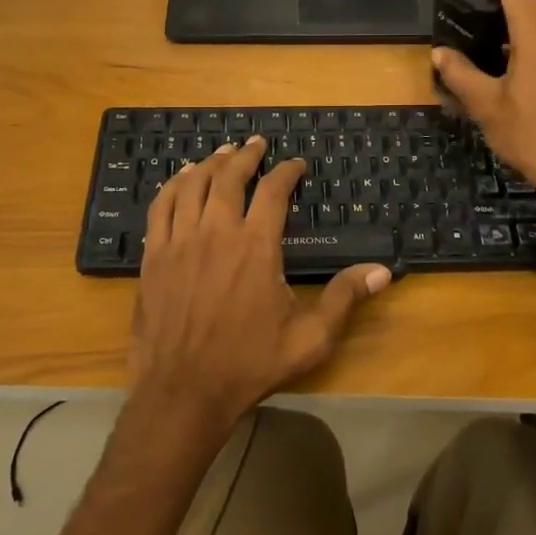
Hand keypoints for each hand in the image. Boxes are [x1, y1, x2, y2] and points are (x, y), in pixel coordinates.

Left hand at [131, 137, 391, 433]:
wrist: (183, 391)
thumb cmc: (249, 365)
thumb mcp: (309, 338)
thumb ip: (344, 298)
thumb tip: (382, 271)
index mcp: (256, 246)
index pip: (274, 191)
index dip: (287, 171)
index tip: (296, 164)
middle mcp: (217, 232)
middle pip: (230, 177)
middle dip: (246, 155)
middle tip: (256, 143)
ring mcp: (180, 241)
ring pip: (194, 185)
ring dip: (210, 163)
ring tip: (222, 152)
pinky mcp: (153, 255)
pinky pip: (161, 206)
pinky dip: (174, 185)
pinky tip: (182, 179)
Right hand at [431, 0, 535, 203]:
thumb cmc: (532, 136)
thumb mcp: (487, 107)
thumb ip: (461, 75)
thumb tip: (440, 53)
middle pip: (529, 11)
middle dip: (499, 17)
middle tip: (471, 33)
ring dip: (517, 41)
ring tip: (490, 65)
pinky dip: (534, 56)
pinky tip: (519, 83)